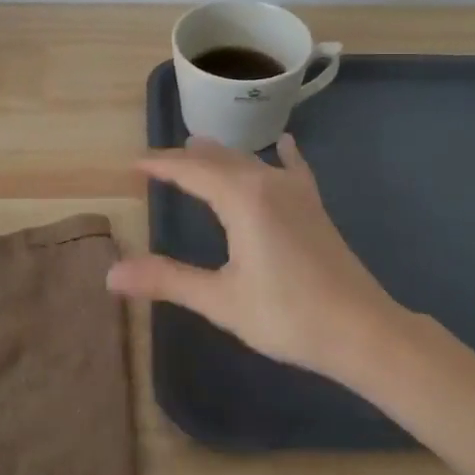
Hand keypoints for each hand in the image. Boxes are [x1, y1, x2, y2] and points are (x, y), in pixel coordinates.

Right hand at [106, 135, 405, 377]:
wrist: (362, 330)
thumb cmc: (287, 315)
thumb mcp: (220, 301)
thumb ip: (167, 280)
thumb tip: (111, 274)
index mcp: (242, 199)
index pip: (191, 171)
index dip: (160, 165)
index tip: (133, 164)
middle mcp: (268, 183)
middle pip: (219, 160)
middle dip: (186, 158)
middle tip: (157, 161)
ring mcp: (296, 192)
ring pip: (250, 161)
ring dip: (221, 155)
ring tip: (199, 147)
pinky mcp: (314, 207)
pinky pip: (293, 169)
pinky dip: (282, 156)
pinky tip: (285, 143)